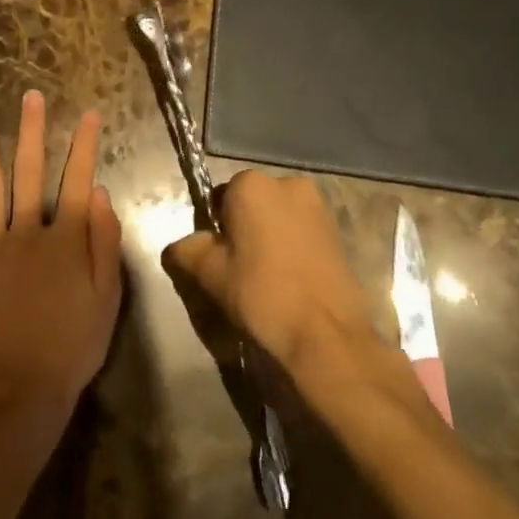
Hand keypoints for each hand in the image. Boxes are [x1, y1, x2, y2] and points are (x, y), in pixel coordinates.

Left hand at [0, 91, 123, 421]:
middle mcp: (27, 231)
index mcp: (65, 238)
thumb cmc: (73, 345)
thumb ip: (104, 241)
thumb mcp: (108, 296)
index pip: (78, 179)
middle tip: (30, 97)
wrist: (23, 390)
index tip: (89, 114)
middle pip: (30, 172)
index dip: (85, 145)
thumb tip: (100, 191)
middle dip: (32, 131)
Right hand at [163, 170, 378, 378]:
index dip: (215, 229)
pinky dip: (293, 248)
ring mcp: (318, 206)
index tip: (219, 259)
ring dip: (270, 238)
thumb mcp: (209, 274)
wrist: (326, 335)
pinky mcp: (338, 232)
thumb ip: (186, 250)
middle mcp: (287, 183)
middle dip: (244, 229)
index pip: (220, 198)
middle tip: (240, 270)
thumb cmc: (261, 294)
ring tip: (268, 279)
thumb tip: (179, 246)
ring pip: (279, 218)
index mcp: (252, 184)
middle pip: (252, 204)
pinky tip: (292, 281)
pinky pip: (302, 232)